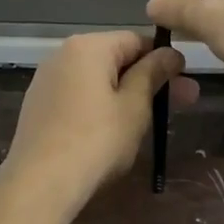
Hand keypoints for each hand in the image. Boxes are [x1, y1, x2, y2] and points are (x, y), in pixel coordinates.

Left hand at [1, 31, 199, 204]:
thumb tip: (171, 53)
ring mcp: (46, 81)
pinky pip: (78, 96)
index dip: (163, 58)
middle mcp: (62, 54)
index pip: (135, 40)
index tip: (185, 81)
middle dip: (150, 79)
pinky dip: (100, 106)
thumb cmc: (96, 140)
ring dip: (127, 93)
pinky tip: (114, 130)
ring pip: (97, 79)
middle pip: (115, 58)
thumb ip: (153, 74)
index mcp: (87, 47)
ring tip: (151, 120)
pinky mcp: (38, 106)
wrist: (40, 183)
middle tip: (185, 102)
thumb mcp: (134, 106)